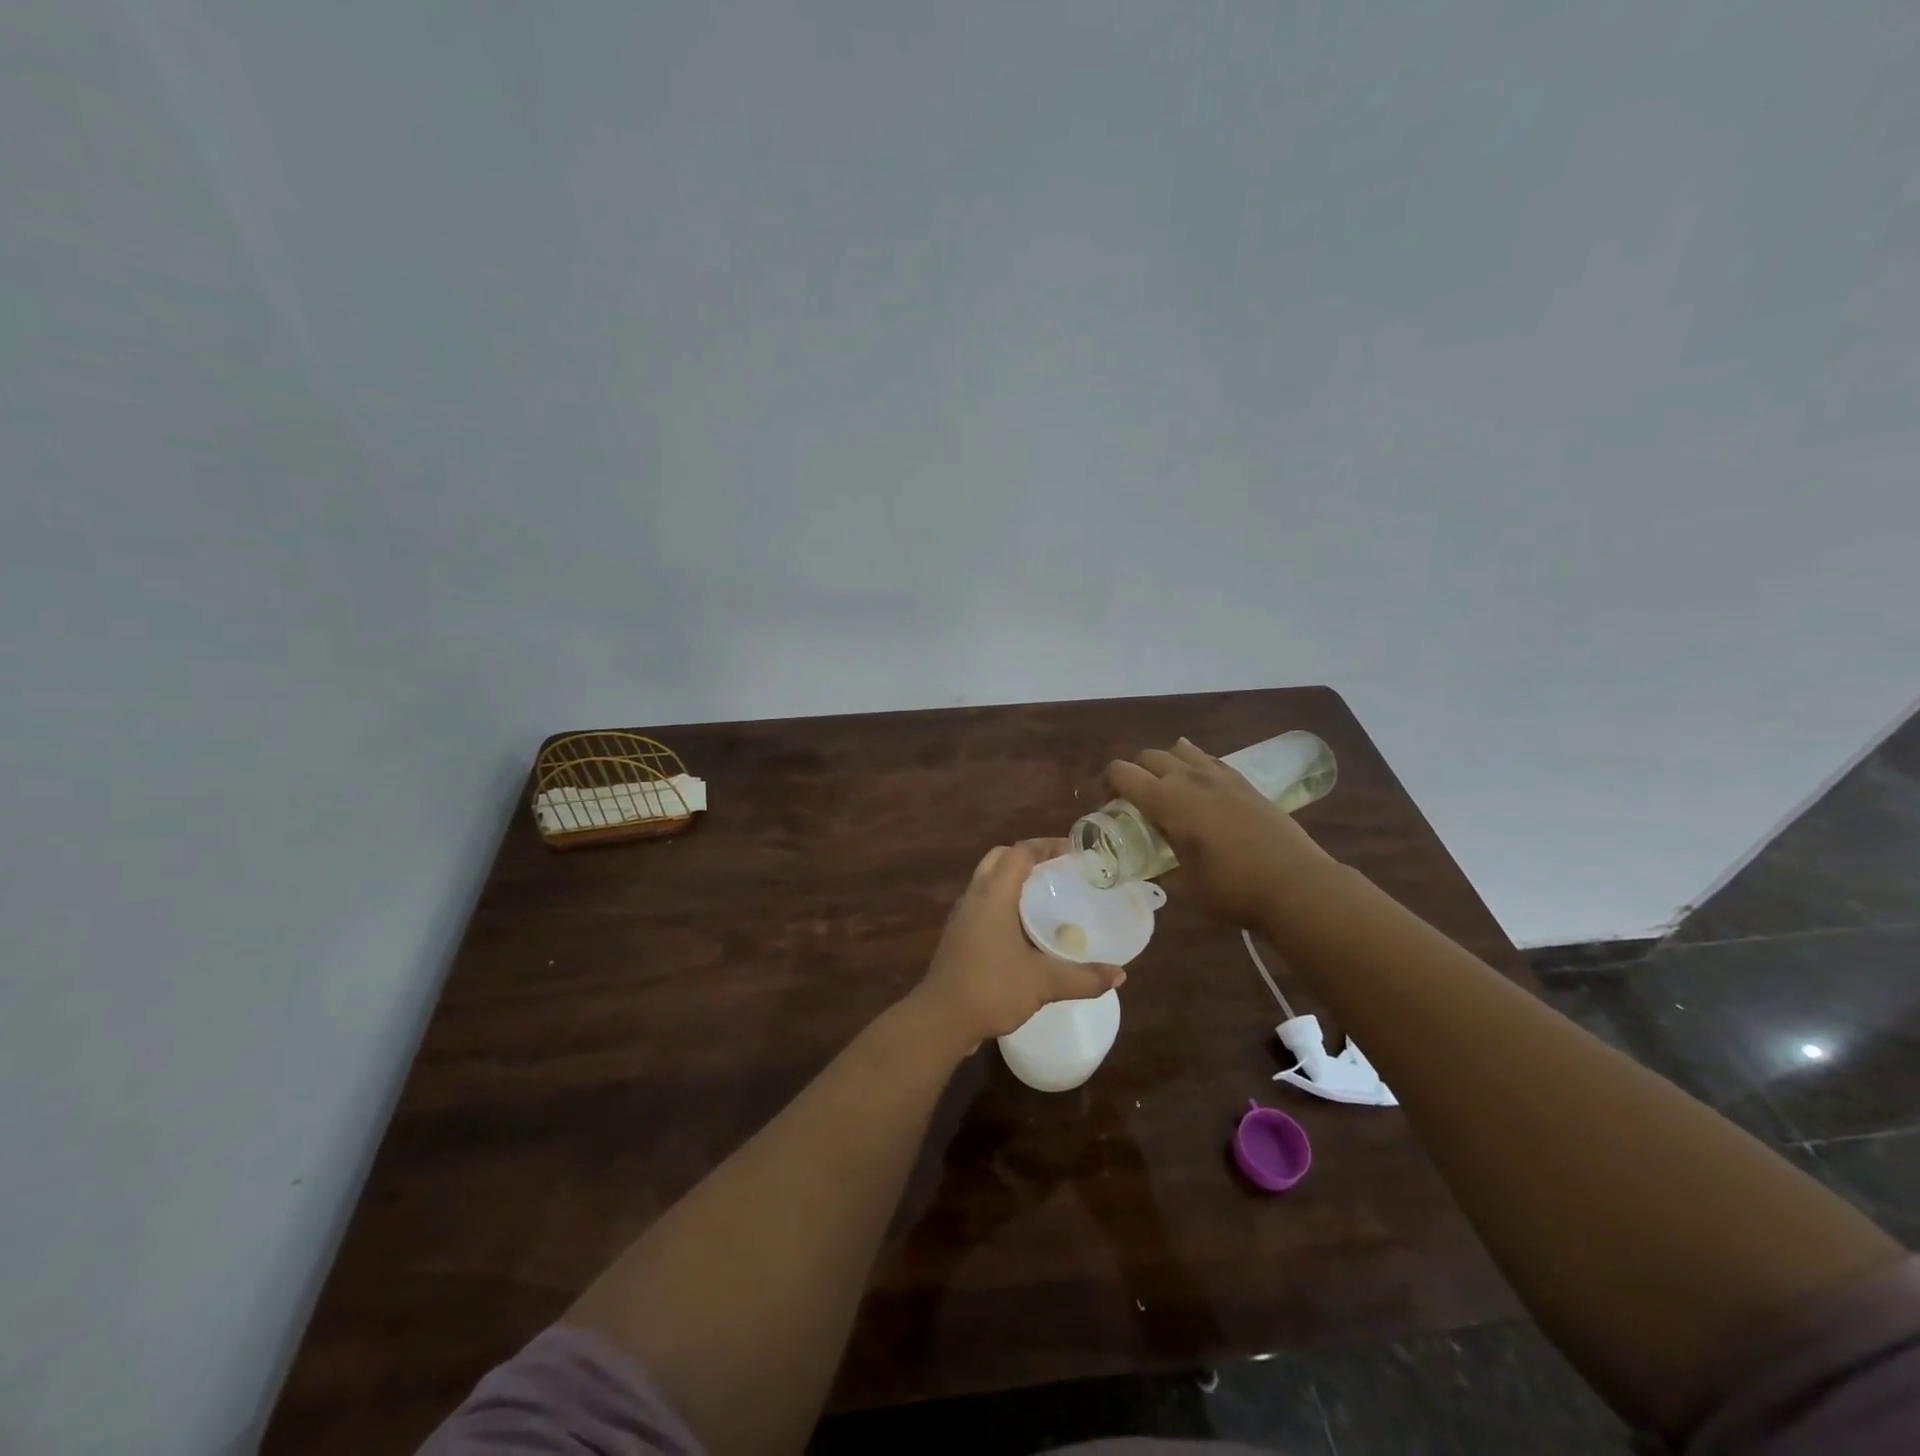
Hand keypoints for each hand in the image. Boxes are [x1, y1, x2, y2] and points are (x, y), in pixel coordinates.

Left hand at [911, 839, 1124, 1052]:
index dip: (1046, 846)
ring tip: (1046, 895)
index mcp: (993, 895)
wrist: (940, 1020)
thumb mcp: (1043, 983)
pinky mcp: (958, 935)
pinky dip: (1004, 901)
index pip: (1020, 853)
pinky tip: (1024, 928)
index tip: (1074, 852)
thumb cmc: (991, 989)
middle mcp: (975, 896)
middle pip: (1000, 858)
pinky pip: (983, 903)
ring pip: (988, 880)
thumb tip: (1120, 974)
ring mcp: (962, 916)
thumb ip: (1083, 977)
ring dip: (1013, 879)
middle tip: (1059, 870)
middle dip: (1029, 857)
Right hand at [1106, 738, 1335, 928]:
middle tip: (1130, 801)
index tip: (1105, 807)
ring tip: (1164, 790)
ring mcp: (1219, 776)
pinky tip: (1197, 784)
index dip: (1105, 784)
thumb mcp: (1184, 887)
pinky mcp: (1243, 782)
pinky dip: (1192, 764)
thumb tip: (1147, 867)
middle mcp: (1189, 778)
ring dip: (1162, 765)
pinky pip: (1207, 759)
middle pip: (1147, 756)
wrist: (1297, 885)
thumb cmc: (1233, 890)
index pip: (1122, 773)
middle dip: (1131, 773)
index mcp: (1167, 800)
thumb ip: (1159, 869)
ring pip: (1178, 751)